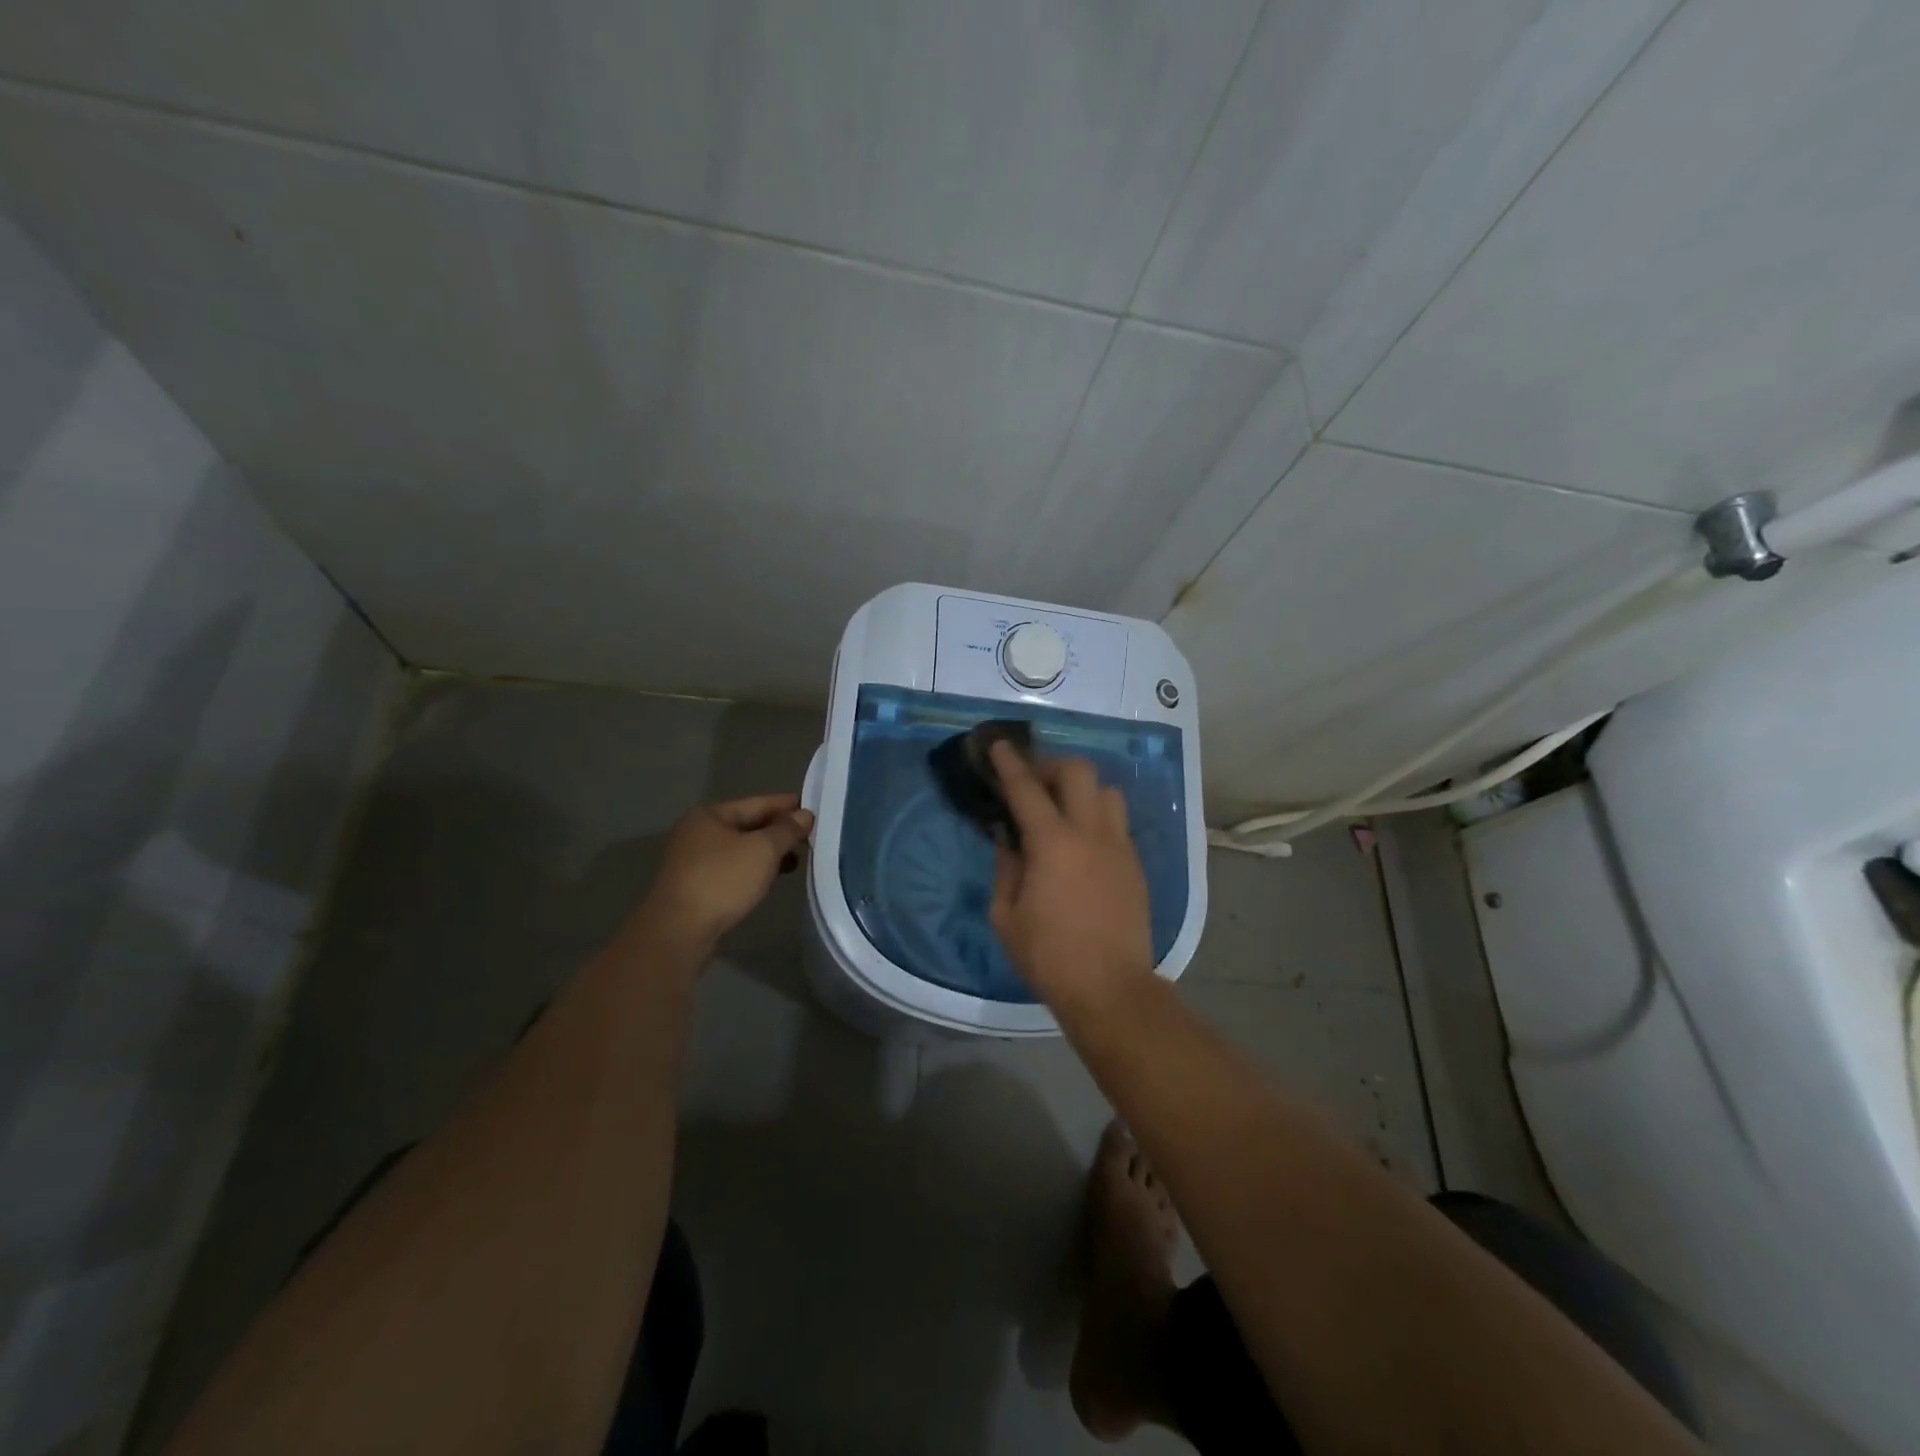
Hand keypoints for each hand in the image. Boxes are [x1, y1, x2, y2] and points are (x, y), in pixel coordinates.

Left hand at [638, 793, 813, 948]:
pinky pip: (733, 867)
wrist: (680, 930)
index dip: (788, 806)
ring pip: (741, 848)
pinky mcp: (696, 884)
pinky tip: (772, 877)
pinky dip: (754, 868)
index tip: (815, 808)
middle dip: (779, 830)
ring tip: (798, 858)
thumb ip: (787, 830)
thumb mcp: (763, 850)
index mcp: (710, 814)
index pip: (758, 803)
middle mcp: (698, 831)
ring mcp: (694, 859)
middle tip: (811, 835)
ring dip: (769, 852)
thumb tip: (805, 815)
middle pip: (748, 824)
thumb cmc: (722, 880)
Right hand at [988, 742, 1154, 1012]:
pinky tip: (1083, 842)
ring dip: (1082, 790)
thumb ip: (1006, 868)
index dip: (1010, 763)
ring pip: (1107, 792)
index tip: (999, 745)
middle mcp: (1091, 833)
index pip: (1027, 788)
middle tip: (1033, 782)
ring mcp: (1119, 847)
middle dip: (1052, 766)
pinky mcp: (1135, 865)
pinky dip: (1097, 817)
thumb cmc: (1049, 956)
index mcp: (1053, 844)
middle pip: (1079, 772)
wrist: (1110, 989)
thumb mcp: (1006, 916)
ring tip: (1063, 810)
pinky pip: (1117, 823)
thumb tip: (1009, 840)